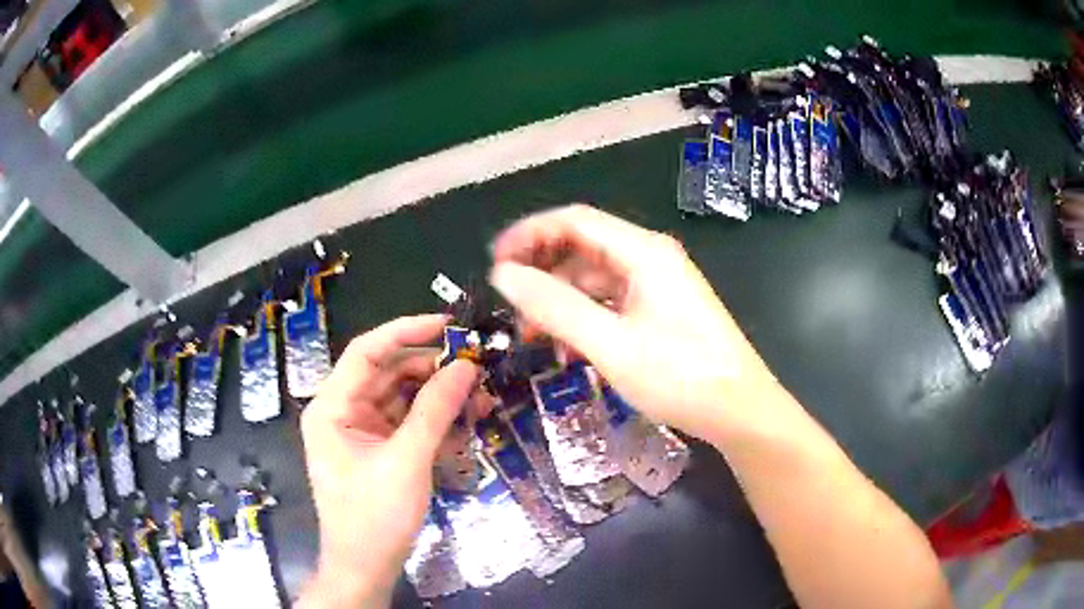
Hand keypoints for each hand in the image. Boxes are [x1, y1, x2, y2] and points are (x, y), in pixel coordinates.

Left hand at [299, 315, 480, 607]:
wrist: (366, 567)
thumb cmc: (375, 516)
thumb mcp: (407, 460)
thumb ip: (435, 410)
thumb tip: (466, 367)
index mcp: (332, 407)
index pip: (366, 352)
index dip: (405, 331)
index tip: (447, 324)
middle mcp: (343, 411)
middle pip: (389, 374)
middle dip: (432, 370)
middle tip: (477, 369)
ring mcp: (362, 431)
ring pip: (404, 398)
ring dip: (440, 396)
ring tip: (481, 396)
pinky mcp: (380, 449)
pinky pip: (409, 422)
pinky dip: (436, 420)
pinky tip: (467, 419)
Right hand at [490, 205, 782, 441]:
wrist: (739, 411)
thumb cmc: (680, 377)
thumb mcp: (611, 345)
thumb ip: (555, 307)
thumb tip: (504, 275)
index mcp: (643, 252)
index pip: (574, 221)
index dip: (529, 234)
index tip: (496, 263)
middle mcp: (650, 258)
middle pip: (583, 247)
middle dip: (543, 272)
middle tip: (511, 306)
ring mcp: (657, 285)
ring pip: (595, 278)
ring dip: (561, 300)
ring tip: (534, 334)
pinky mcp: (660, 310)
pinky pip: (612, 302)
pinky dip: (585, 317)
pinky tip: (570, 347)